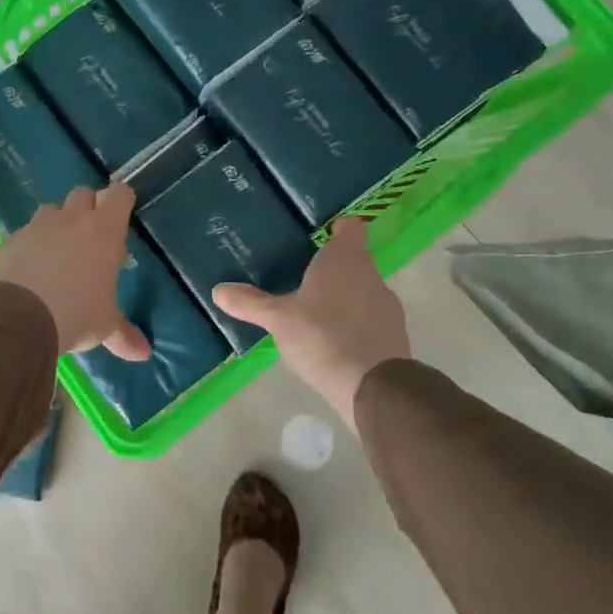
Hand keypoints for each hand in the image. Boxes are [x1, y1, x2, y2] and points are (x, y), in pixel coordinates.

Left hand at [0, 184, 151, 360]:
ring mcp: (38, 227)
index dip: (121, 199)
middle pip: (83, 194)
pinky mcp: (11, 240)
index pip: (119, 195)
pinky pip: (24, 233)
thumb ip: (123, 334)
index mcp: (104, 231)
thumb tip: (144, 353)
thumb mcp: (104, 326)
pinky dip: (30, 244)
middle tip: (91, 234)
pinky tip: (29, 268)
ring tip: (58, 251)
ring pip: (51, 210)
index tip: (122, 212)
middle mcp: (72, 220)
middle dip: (88, 207)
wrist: (20, 316)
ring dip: (57, 223)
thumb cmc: (77, 313)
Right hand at [213, 216, 408, 430]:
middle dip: (331, 269)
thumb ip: (250, 303)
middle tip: (301, 278)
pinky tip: (332, 342)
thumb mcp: (278, 319)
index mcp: (345, 259)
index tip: (317, 237)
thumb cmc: (321, 336)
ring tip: (314, 314)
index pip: (350, 227)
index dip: (336, 229)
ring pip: (362, 290)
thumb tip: (218, 290)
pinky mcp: (395, 333)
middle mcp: (370, 274)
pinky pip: (369, 318)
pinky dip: (354, 324)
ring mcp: (387, 304)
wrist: (372, 385)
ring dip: (343, 298)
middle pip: (353, 260)